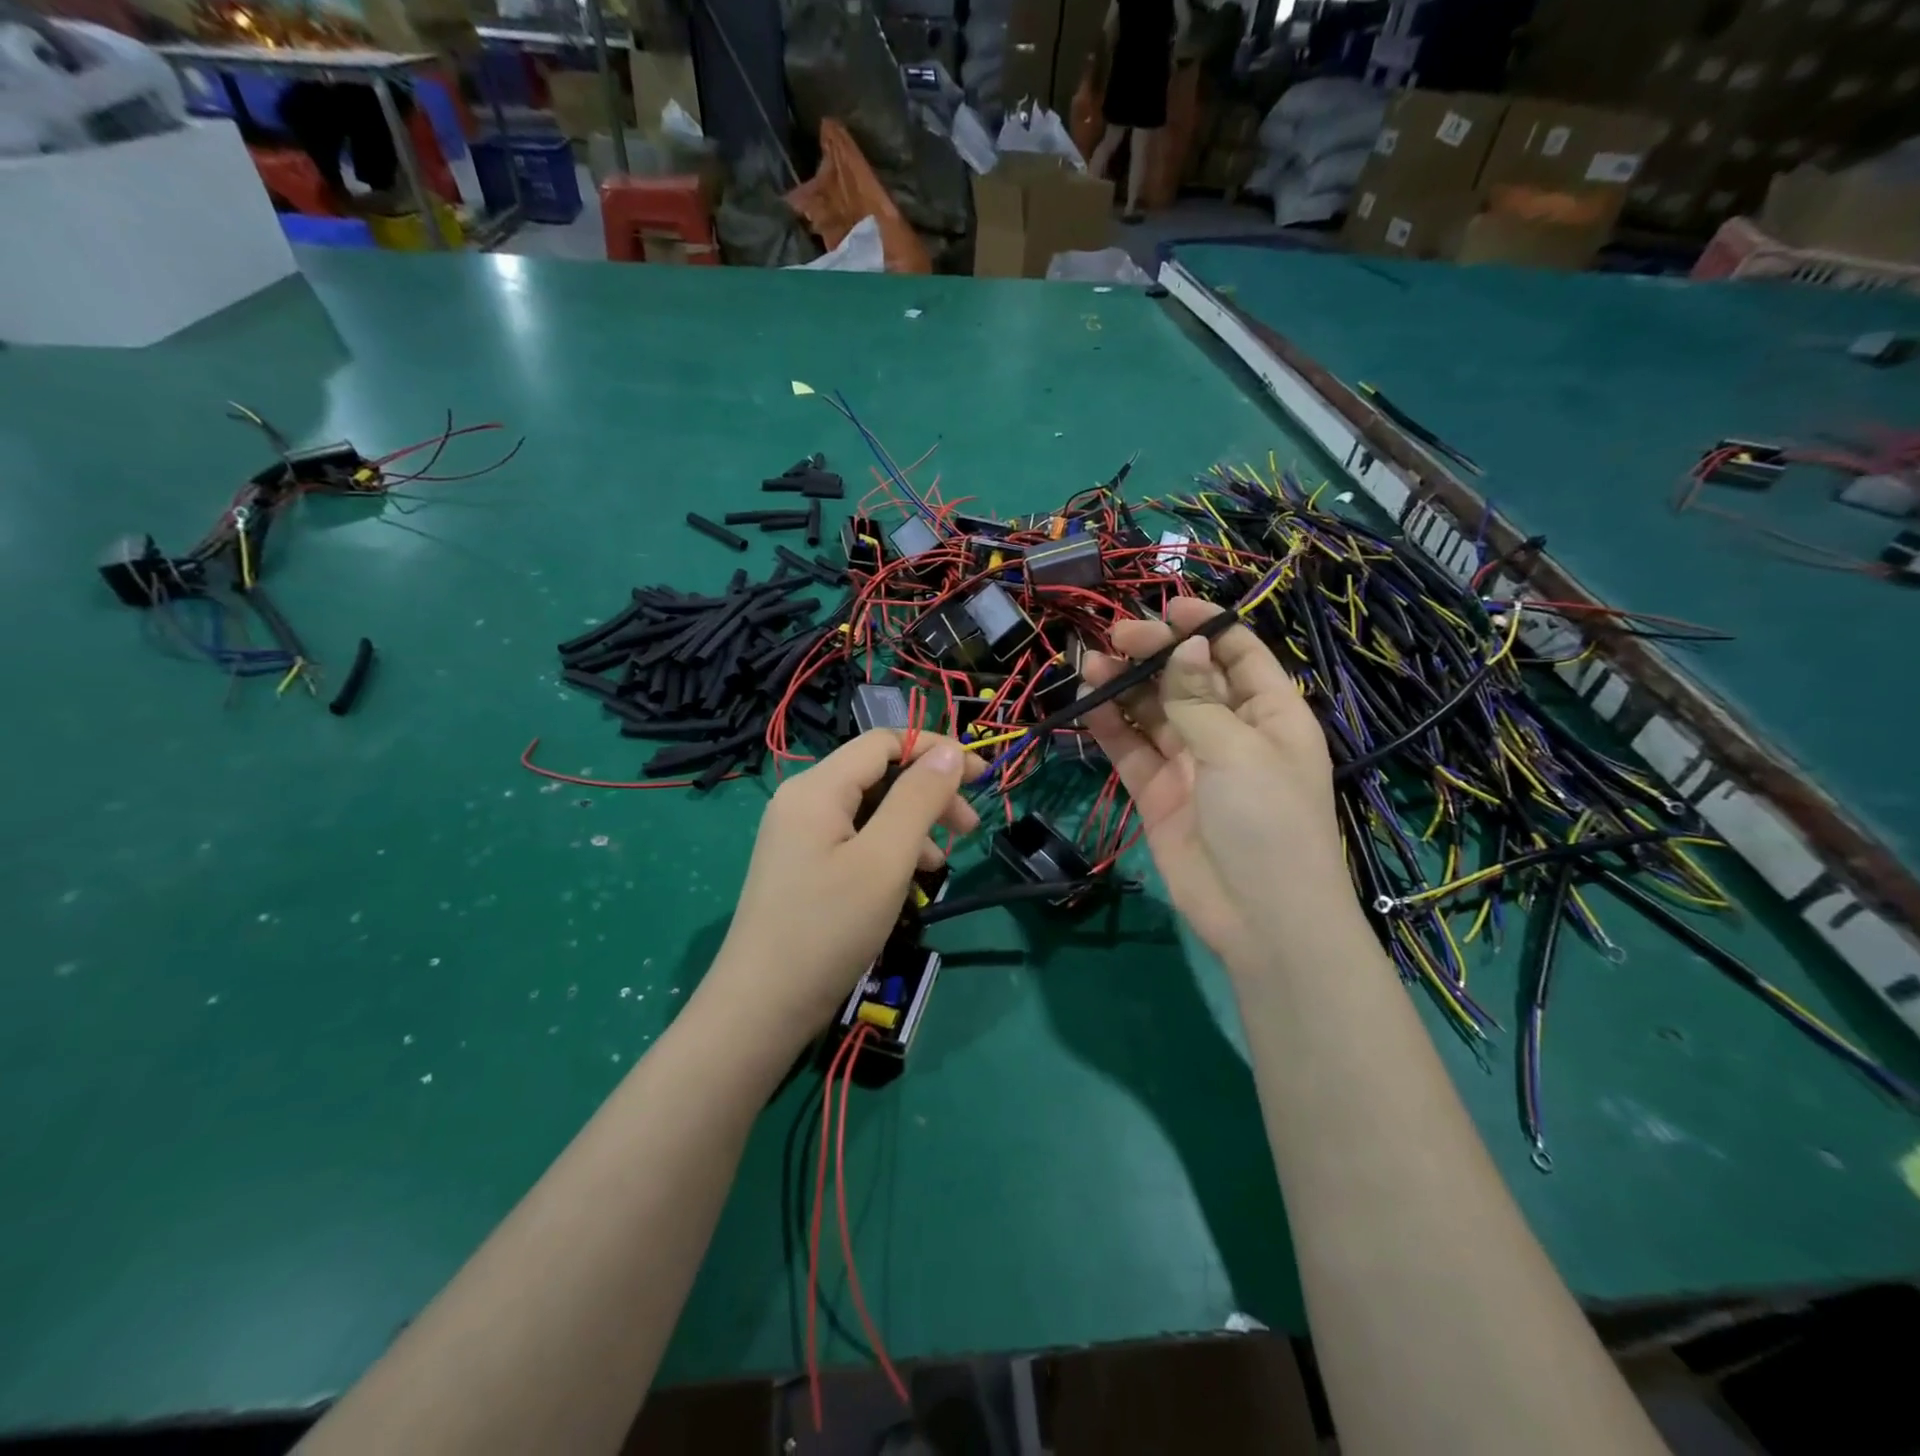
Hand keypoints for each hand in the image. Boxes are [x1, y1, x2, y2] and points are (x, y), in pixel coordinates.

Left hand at [707, 731, 983, 1041]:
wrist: (763, 1008)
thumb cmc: (828, 928)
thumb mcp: (885, 859)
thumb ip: (919, 799)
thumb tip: (950, 752)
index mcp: (817, 787)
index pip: (883, 742)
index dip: (935, 750)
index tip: (980, 778)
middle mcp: (803, 800)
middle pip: (878, 774)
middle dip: (928, 793)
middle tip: (968, 828)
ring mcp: (799, 835)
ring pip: (870, 809)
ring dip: (913, 825)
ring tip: (940, 864)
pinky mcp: (802, 866)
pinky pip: (855, 838)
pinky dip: (889, 849)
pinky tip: (908, 881)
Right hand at [1079, 597, 1354, 976]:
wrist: (1260, 919)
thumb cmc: (1268, 821)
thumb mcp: (1239, 750)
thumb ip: (1200, 699)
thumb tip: (1186, 646)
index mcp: (1271, 714)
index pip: (1239, 656)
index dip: (1206, 628)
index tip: (1167, 607)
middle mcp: (1230, 732)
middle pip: (1188, 679)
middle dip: (1155, 654)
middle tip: (1116, 637)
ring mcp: (1192, 764)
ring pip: (1153, 713)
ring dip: (1125, 687)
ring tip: (1091, 665)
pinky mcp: (1159, 794)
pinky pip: (1132, 751)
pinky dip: (1110, 728)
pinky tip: (1087, 704)